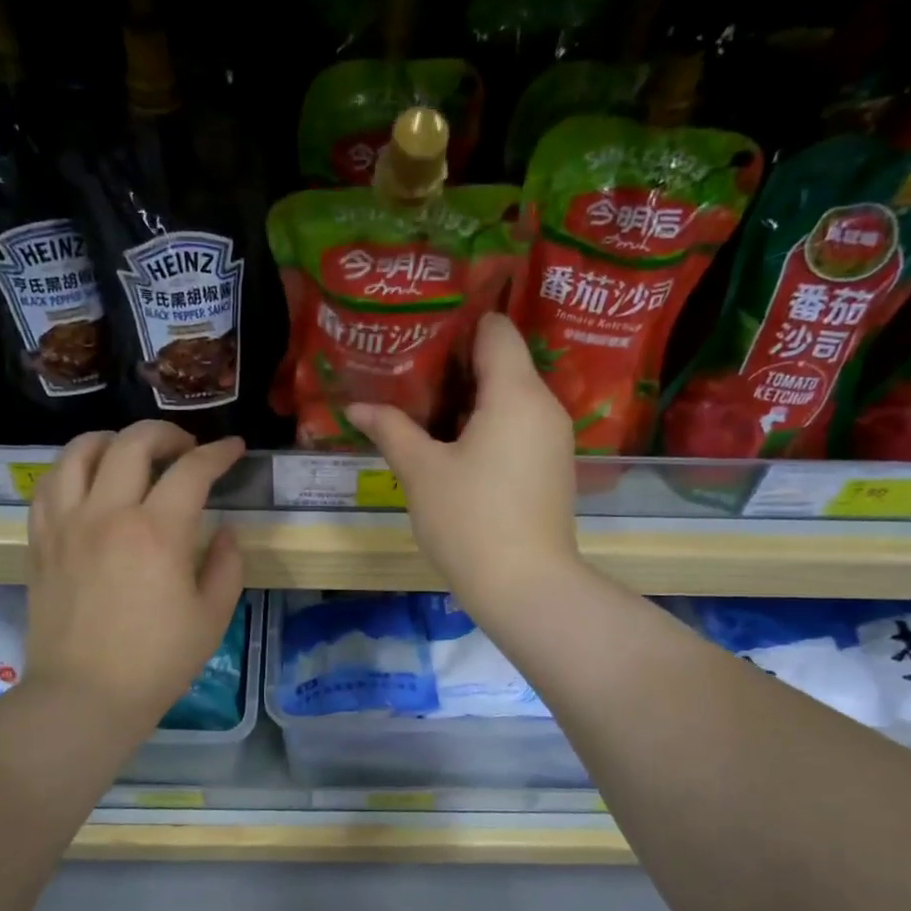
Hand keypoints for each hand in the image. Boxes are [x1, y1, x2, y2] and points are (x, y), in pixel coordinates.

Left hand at [25, 421, 245, 731]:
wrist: (85, 696)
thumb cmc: (157, 662)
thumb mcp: (212, 617)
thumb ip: (227, 564)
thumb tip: (226, 530)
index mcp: (158, 533)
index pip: (192, 470)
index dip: (218, 453)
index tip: (232, 449)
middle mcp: (108, 514)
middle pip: (133, 443)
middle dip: (167, 433)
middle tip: (185, 448)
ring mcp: (67, 524)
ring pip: (80, 452)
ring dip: (112, 439)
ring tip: (130, 452)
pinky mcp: (40, 541)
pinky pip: (48, 484)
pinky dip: (71, 468)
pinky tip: (87, 479)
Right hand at [347, 312, 579, 619]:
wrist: (525, 587)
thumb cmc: (470, 521)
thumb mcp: (421, 472)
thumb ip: (391, 429)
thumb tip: (357, 408)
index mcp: (516, 394)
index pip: (496, 330)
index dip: (459, 324)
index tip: (421, 333)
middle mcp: (544, 407)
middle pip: (503, 363)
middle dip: (456, 364)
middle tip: (409, 370)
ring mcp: (553, 440)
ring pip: (511, 398)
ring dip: (470, 399)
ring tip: (423, 407)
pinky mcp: (551, 468)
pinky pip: (518, 427)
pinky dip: (488, 426)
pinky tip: (453, 445)